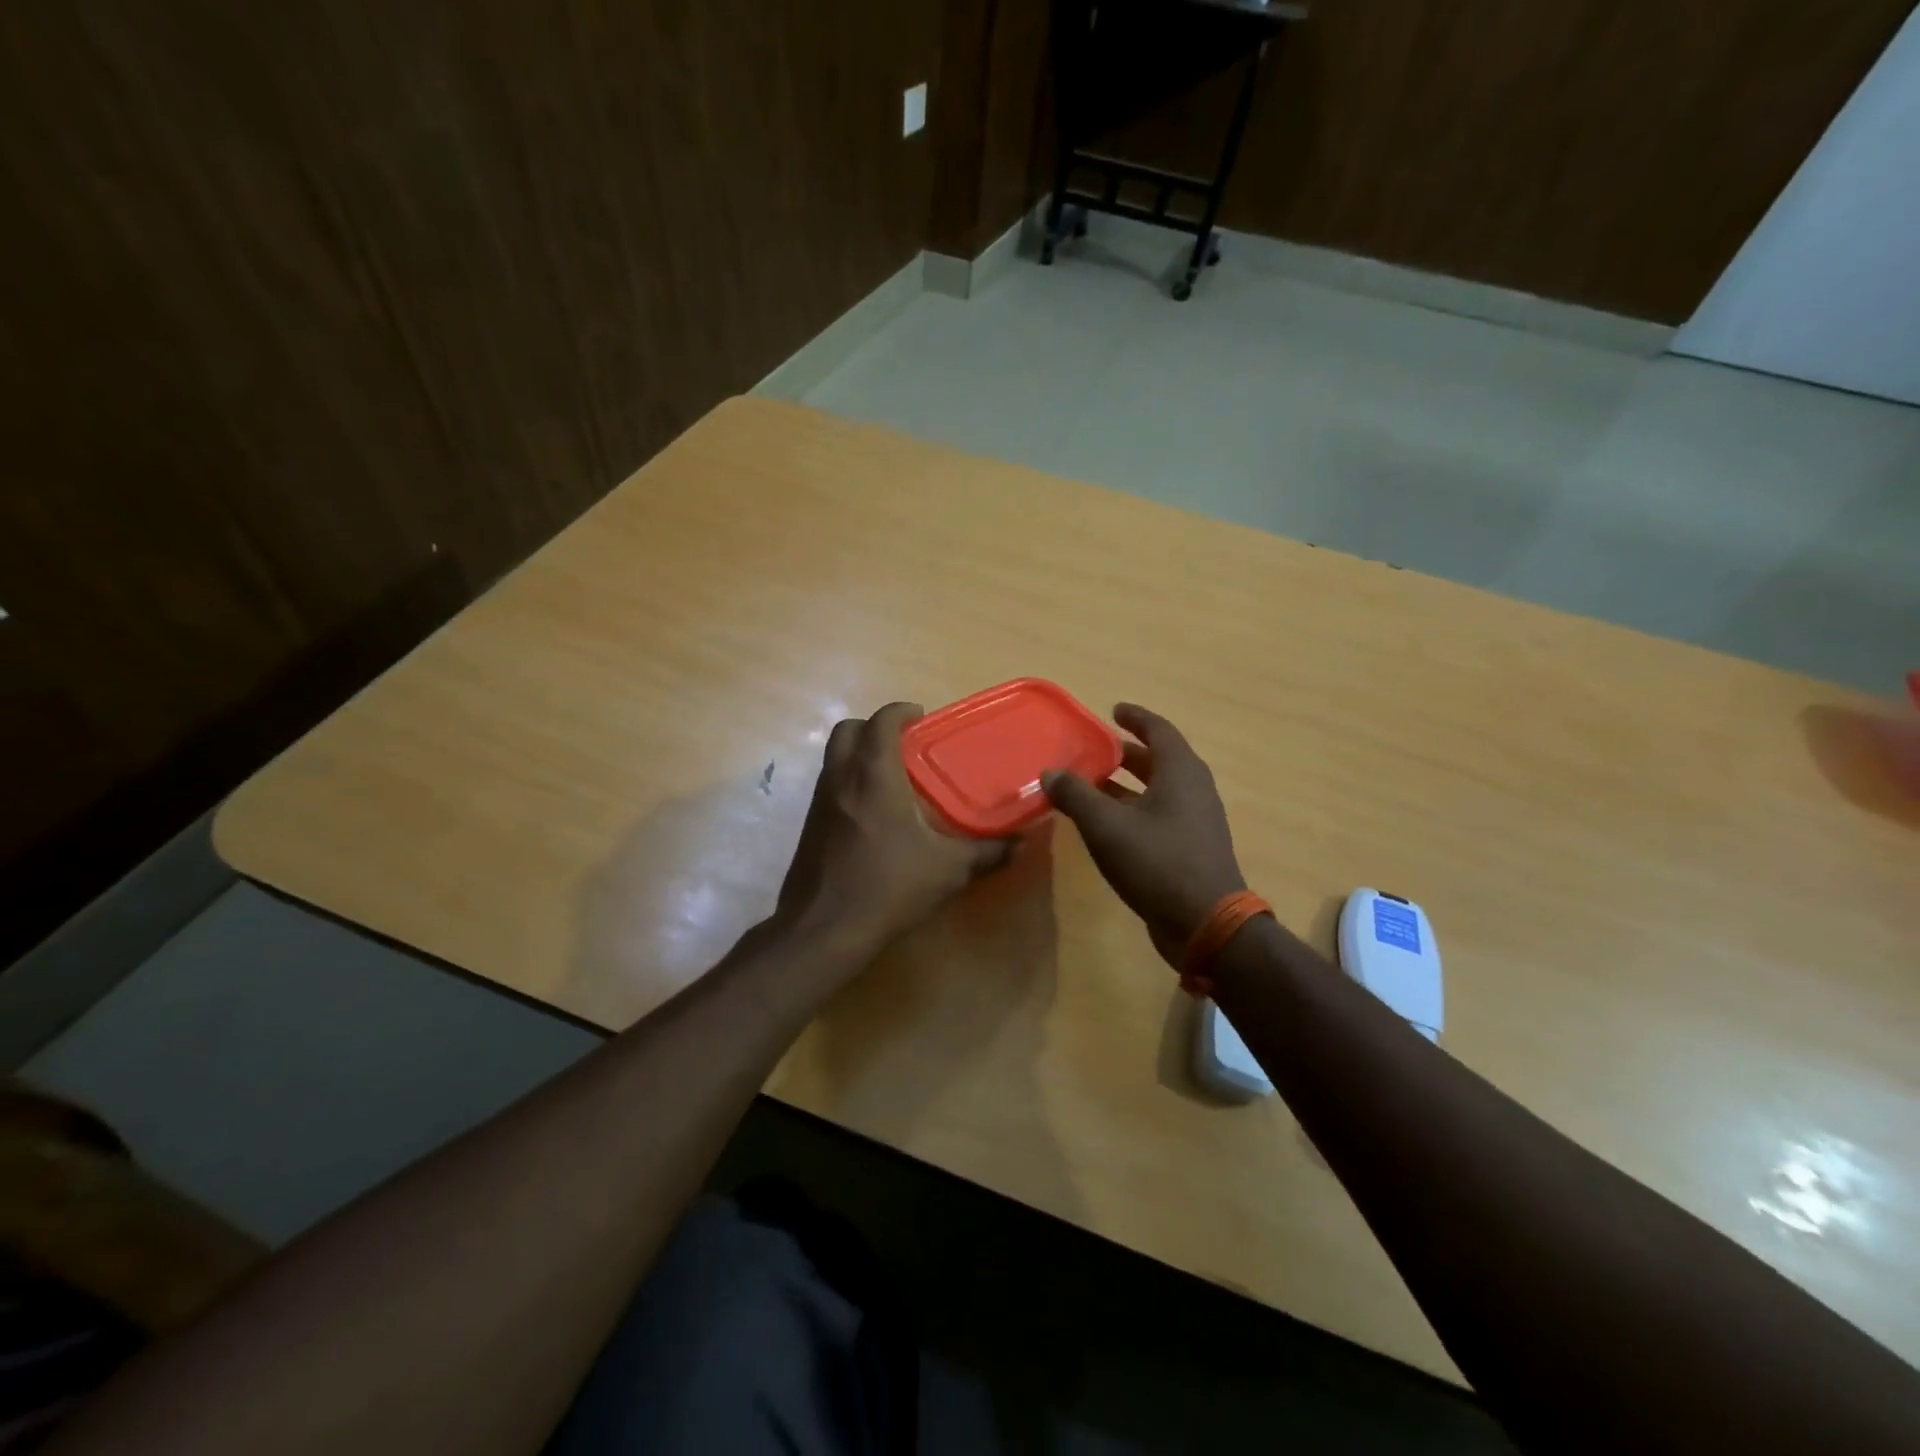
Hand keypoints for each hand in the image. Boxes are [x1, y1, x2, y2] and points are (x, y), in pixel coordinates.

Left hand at [776, 702, 1013, 948]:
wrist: (823, 929)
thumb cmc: (888, 887)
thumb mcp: (948, 870)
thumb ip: (987, 852)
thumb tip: (1021, 844)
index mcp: (873, 775)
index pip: (881, 720)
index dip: (901, 711)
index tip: (921, 718)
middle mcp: (840, 778)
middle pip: (848, 729)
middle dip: (874, 727)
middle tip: (904, 745)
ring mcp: (818, 802)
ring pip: (834, 757)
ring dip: (858, 754)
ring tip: (892, 778)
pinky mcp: (808, 826)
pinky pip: (829, 785)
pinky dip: (848, 781)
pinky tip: (873, 815)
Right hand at [1043, 704, 1245, 965]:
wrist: (1206, 922)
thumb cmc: (1157, 862)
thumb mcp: (1106, 826)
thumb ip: (1076, 795)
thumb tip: (1050, 772)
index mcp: (1180, 772)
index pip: (1159, 730)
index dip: (1135, 717)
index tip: (1113, 710)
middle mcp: (1194, 789)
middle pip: (1160, 759)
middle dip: (1129, 752)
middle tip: (1098, 749)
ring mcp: (1198, 820)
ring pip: (1161, 789)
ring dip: (1130, 784)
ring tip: (1095, 785)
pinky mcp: (1193, 847)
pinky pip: (1162, 814)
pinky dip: (1136, 808)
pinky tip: (1111, 825)